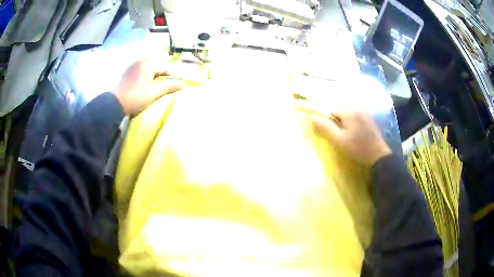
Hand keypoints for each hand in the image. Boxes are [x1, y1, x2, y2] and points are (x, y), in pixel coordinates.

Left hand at [112, 60, 184, 114]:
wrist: (114, 103)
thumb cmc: (136, 97)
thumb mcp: (154, 92)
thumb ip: (169, 86)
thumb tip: (183, 83)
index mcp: (148, 64)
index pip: (165, 67)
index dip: (172, 76)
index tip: (176, 84)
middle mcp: (141, 61)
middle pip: (157, 66)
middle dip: (163, 74)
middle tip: (166, 85)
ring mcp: (133, 66)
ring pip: (148, 68)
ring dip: (154, 75)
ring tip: (156, 86)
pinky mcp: (127, 72)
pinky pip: (141, 71)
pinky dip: (146, 76)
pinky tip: (145, 84)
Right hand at [311, 111, 391, 165]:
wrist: (378, 156)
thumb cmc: (358, 148)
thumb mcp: (339, 140)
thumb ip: (326, 128)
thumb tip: (312, 117)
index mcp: (349, 111)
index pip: (332, 111)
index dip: (330, 123)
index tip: (333, 135)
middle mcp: (357, 108)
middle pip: (340, 112)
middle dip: (338, 122)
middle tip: (342, 137)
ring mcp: (364, 112)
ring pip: (348, 115)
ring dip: (345, 124)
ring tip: (349, 137)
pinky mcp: (369, 118)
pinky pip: (355, 117)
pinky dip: (352, 124)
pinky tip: (356, 135)